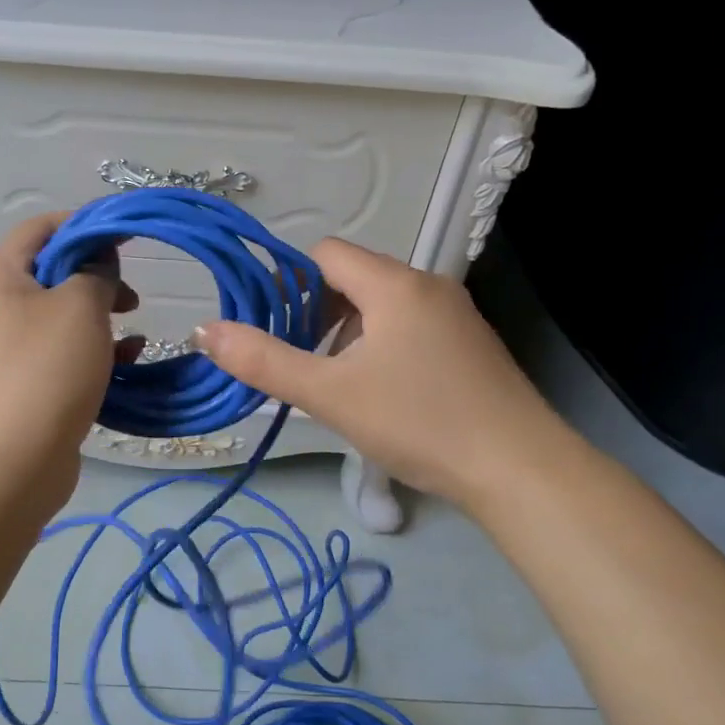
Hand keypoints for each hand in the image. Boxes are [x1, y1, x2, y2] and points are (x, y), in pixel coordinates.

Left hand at [0, 214, 138, 514]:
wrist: (10, 465)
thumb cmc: (45, 371)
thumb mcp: (80, 308)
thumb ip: (96, 273)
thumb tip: (99, 265)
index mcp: (0, 279)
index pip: (40, 229)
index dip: (84, 224)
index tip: (125, 235)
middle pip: (53, 275)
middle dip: (97, 277)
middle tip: (131, 293)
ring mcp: (9, 352)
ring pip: (63, 319)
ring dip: (101, 318)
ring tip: (133, 331)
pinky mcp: (26, 388)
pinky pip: (64, 356)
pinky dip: (95, 353)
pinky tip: (127, 362)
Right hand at [193, 239, 571, 505]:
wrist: (519, 470)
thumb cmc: (418, 423)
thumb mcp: (329, 394)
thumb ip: (263, 361)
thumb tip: (205, 331)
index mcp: (394, 285)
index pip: (325, 253)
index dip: (289, 283)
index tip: (273, 327)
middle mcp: (427, 286)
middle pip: (353, 278)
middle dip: (316, 312)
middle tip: (301, 361)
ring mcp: (455, 314)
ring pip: (382, 304)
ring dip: (348, 332)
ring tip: (336, 381)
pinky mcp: (469, 344)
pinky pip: (409, 325)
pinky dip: (380, 344)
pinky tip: (380, 391)